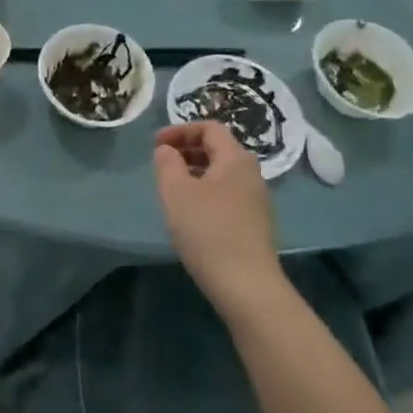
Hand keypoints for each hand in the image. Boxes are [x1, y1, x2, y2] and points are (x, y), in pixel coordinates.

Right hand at [154, 122, 285, 320]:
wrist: (246, 284)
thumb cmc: (207, 230)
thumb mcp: (176, 191)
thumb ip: (167, 163)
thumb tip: (167, 150)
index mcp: (235, 159)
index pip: (210, 128)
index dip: (180, 130)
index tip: (156, 144)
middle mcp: (251, 173)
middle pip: (219, 148)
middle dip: (187, 149)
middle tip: (162, 163)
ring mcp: (256, 199)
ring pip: (223, 172)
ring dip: (196, 171)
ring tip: (172, 187)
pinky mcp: (255, 222)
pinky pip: (227, 193)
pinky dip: (206, 190)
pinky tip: (191, 212)